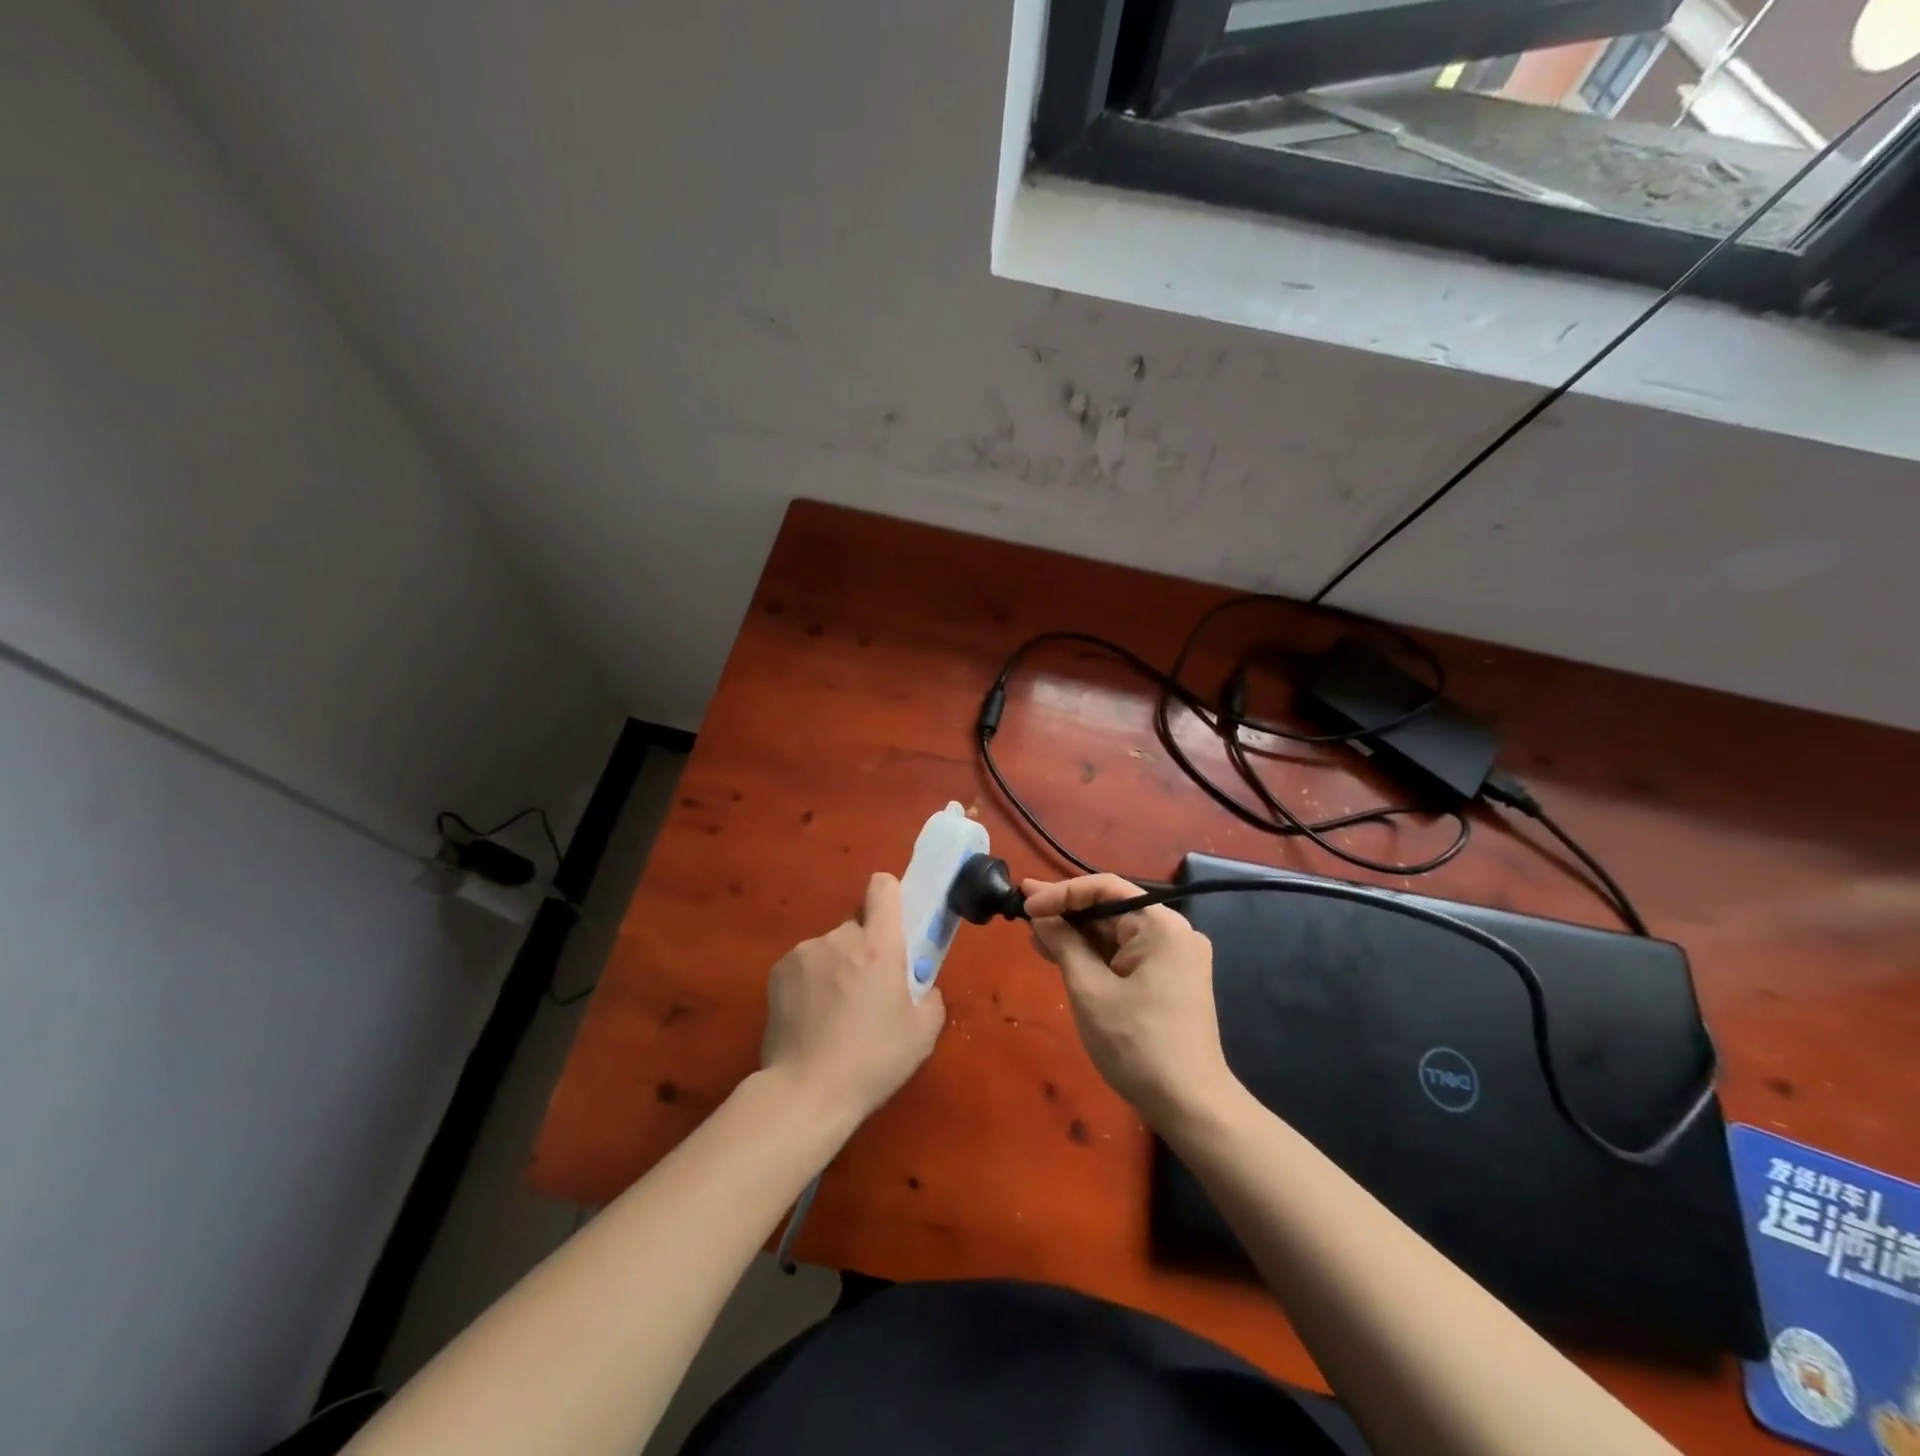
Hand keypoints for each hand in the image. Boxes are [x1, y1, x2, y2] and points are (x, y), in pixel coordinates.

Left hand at [761, 872, 945, 1130]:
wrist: (806, 1092)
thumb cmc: (873, 1061)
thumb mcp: (923, 1033)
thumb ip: (930, 996)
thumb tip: (921, 987)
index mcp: (878, 945)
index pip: (883, 887)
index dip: (891, 896)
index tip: (895, 923)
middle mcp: (839, 937)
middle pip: (857, 925)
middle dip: (865, 948)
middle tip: (868, 991)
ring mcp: (804, 952)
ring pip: (830, 947)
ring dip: (836, 966)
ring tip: (835, 1013)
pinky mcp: (778, 972)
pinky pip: (804, 965)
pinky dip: (811, 982)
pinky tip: (811, 1019)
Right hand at [1023, 874, 1237, 1130]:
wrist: (1190, 1106)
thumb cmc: (1137, 1044)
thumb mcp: (1090, 990)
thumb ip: (1064, 944)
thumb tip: (1040, 916)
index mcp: (1160, 925)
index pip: (1104, 888)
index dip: (1061, 893)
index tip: (1026, 904)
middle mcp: (1173, 932)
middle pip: (1111, 908)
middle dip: (1066, 912)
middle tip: (1022, 907)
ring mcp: (1174, 957)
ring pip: (1116, 932)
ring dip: (1077, 934)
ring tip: (1035, 932)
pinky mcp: (1170, 980)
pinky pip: (1126, 954)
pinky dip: (1095, 954)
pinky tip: (1062, 954)